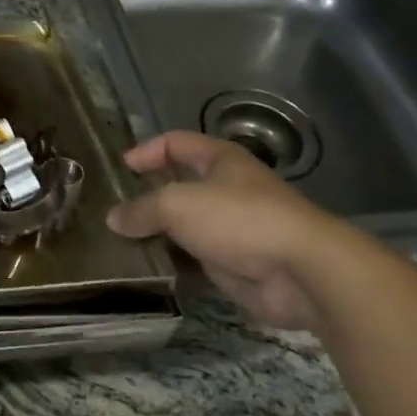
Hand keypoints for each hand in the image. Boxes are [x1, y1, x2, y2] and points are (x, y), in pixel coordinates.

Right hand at [106, 131, 344, 331]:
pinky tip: (148, 267)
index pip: (176, 143)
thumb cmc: (240, 219)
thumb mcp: (179, 204)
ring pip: (185, 224)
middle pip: (179, 185)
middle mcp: (227, 189)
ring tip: (122, 241)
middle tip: (115, 210)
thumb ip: (142, 209)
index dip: (147, 150)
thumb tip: (114, 218)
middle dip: (148, 196)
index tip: (121, 169)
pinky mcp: (234, 263)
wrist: (302, 273)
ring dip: (158, 232)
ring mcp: (231, 228)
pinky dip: (172, 260)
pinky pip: (194, 256)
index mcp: (221, 160)